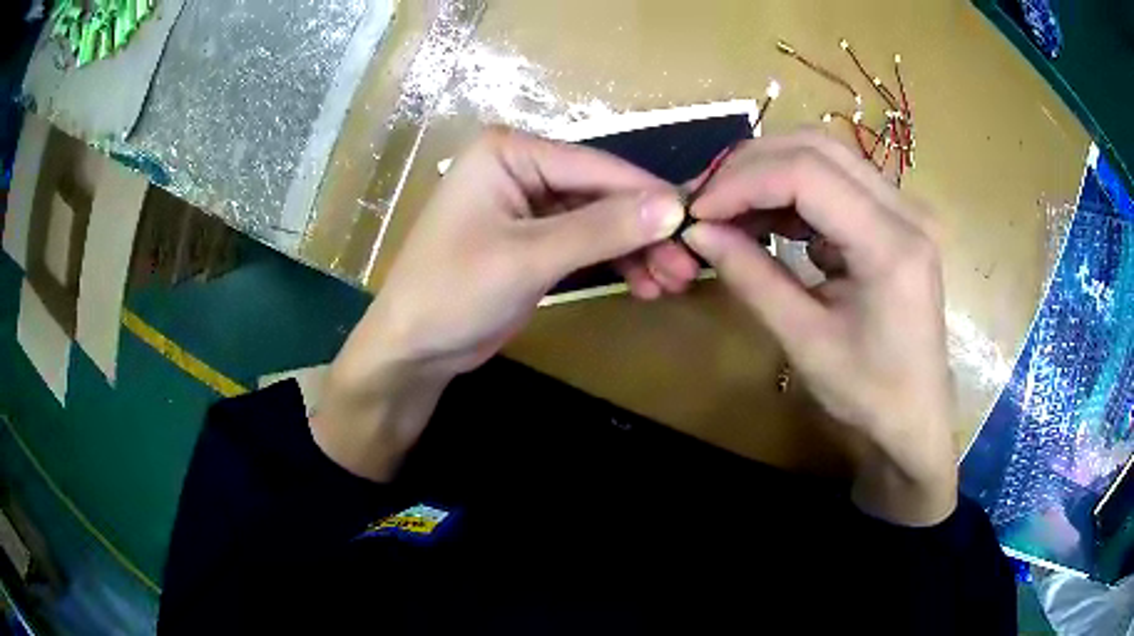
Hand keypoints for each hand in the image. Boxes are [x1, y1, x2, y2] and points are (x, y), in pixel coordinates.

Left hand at [313, 128, 686, 480]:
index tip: (699, 223)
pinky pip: (586, 242)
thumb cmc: (453, 293)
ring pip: (600, 220)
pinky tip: (643, 284)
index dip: (650, 195)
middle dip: (646, 231)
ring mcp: (528, 204)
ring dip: (636, 250)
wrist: (412, 349)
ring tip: (672, 282)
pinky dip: (615, 262)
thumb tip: (673, 206)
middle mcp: (521, 167)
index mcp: (510, 152)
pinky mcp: (534, 239)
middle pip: (602, 194)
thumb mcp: (529, 258)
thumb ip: (602, 229)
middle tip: (687, 267)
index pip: (597, 167)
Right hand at [683, 132, 956, 525]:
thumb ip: (752, 278)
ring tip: (729, 209)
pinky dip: (792, 191)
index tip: (697, 210)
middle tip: (707, 201)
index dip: (743, 182)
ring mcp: (904, 209)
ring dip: (770, 172)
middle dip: (751, 166)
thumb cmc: (869, 393)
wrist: (917, 414)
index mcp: (891, 246)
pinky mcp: (895, 217)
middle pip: (817, 148)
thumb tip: (697, 232)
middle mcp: (906, 211)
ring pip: (825, 154)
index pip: (807, 175)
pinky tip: (768, 220)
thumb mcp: (804, 341)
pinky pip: (836, 179)